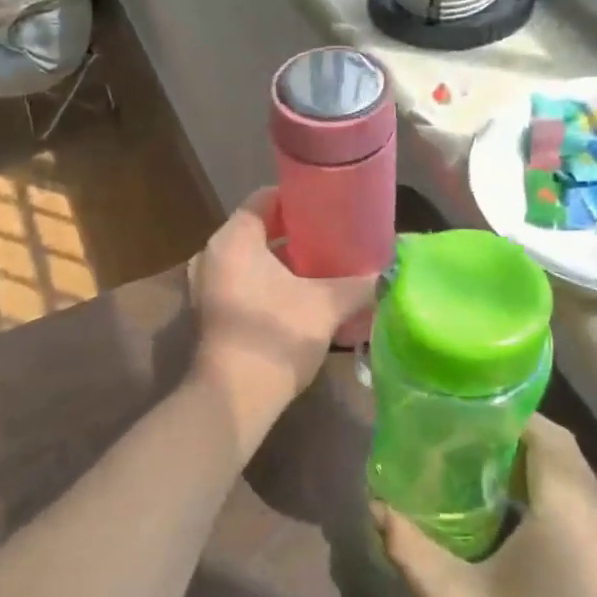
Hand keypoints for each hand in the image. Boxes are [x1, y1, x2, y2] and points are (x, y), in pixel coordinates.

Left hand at [188, 187, 374, 453]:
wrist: (234, 398)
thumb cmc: (276, 336)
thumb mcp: (326, 305)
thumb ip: (360, 283)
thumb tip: (390, 272)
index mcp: (233, 239)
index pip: (264, 199)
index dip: (297, 198)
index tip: (328, 205)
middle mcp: (212, 255)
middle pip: (257, 230)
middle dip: (294, 233)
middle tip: (331, 236)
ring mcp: (205, 285)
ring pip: (249, 260)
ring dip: (281, 262)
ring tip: (321, 266)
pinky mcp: (209, 313)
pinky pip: (241, 283)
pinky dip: (267, 284)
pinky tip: (300, 297)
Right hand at [376, 420, 596, 596]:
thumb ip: (409, 549)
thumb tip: (373, 504)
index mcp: (568, 516)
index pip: (548, 435)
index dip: (508, 413)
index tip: (460, 407)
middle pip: (563, 454)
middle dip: (514, 436)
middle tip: (456, 435)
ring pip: (573, 485)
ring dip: (529, 468)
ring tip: (469, 469)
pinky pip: (577, 514)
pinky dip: (542, 498)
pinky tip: (500, 523)